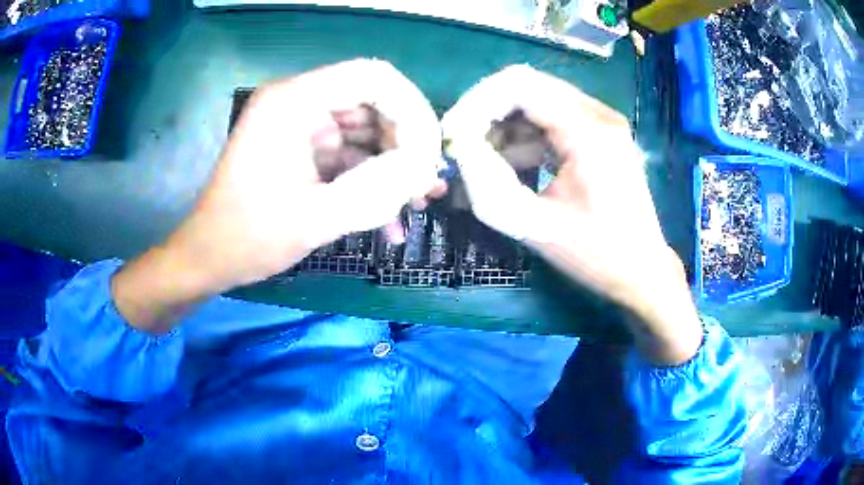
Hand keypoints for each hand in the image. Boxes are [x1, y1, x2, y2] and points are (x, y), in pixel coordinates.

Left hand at [113, 59, 443, 331]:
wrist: (208, 258)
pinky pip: (348, 156)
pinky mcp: (302, 150)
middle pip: (373, 104)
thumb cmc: (248, 237)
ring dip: (392, 167)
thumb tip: (427, 170)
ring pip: (365, 132)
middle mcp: (298, 103)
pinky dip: (369, 182)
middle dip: (406, 144)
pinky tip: (388, 219)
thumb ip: (379, 190)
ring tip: (417, 203)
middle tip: (426, 185)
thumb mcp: (317, 217)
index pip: (373, 78)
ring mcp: (300, 127)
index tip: (430, 153)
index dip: (412, 108)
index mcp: (294, 102)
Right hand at [442, 66, 701, 364]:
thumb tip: (458, 146)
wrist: (643, 271)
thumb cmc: (596, 255)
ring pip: (536, 101)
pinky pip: (551, 119)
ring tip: (483, 162)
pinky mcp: (600, 134)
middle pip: (526, 86)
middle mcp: (597, 114)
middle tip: (462, 146)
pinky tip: (512, 166)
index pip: (517, 85)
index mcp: (587, 130)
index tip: (453, 135)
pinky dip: (524, 136)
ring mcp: (601, 122)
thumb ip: (487, 183)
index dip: (475, 103)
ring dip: (504, 125)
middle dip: (486, 112)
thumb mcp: (534, 226)